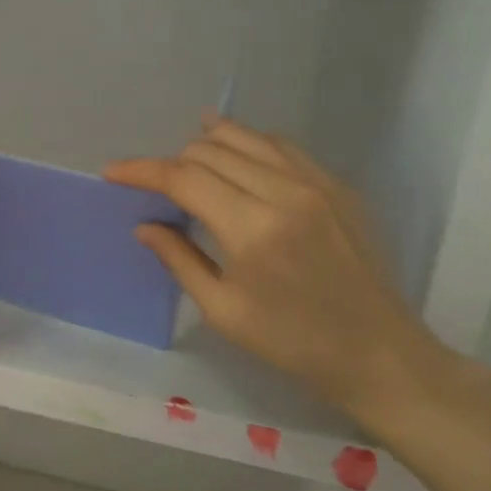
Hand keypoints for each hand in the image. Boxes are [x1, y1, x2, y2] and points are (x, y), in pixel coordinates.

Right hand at [105, 117, 460, 429]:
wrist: (378, 353)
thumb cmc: (292, 342)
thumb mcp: (223, 310)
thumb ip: (179, 259)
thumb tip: (144, 225)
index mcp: (252, 229)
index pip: (183, 178)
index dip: (141, 170)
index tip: (112, 171)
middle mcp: (284, 192)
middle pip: (210, 151)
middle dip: (172, 162)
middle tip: (156, 187)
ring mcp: (316, 183)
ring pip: (245, 137)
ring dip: (206, 145)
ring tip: (185, 162)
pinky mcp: (336, 185)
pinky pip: (280, 146)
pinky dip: (247, 143)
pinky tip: (233, 151)